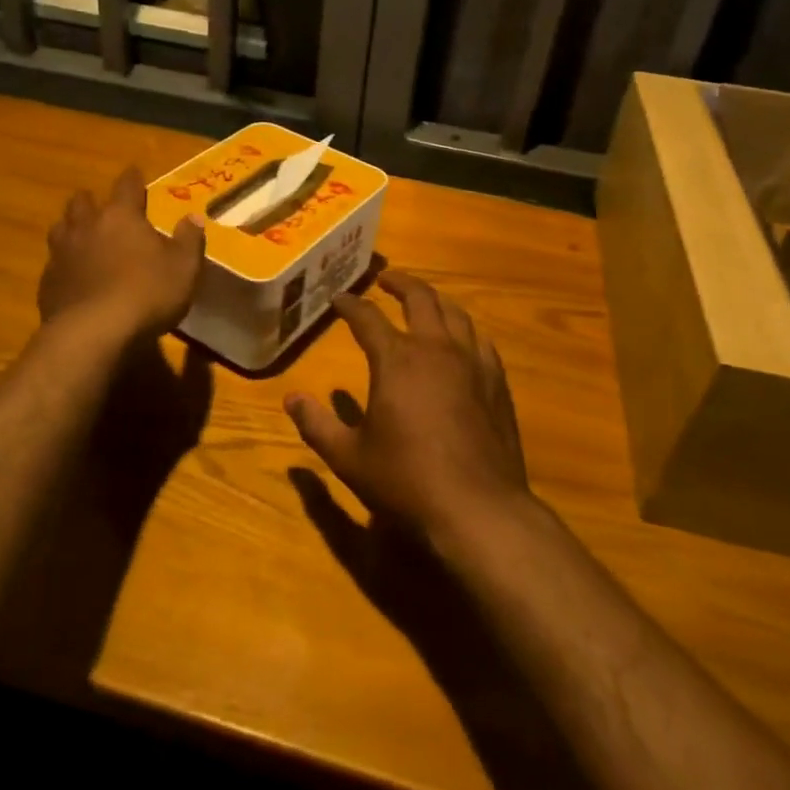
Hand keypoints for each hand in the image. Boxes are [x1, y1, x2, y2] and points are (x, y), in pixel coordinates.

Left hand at [39, 167, 205, 342]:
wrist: (92, 333)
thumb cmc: (147, 293)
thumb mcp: (184, 268)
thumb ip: (189, 240)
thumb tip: (194, 216)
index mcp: (121, 216)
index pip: (126, 185)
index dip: (132, 178)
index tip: (134, 173)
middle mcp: (87, 226)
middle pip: (83, 201)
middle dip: (93, 201)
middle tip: (103, 208)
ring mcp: (62, 254)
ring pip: (61, 228)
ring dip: (72, 228)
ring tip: (82, 236)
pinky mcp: (47, 282)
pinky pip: (54, 263)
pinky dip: (64, 264)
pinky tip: (73, 276)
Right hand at [285, 271, 530, 545]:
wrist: (478, 509)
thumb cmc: (406, 481)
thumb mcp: (348, 457)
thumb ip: (317, 425)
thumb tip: (291, 398)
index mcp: (396, 360)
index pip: (367, 318)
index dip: (349, 305)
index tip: (338, 299)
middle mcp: (435, 349)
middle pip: (420, 299)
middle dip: (400, 283)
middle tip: (385, 279)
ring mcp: (472, 363)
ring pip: (455, 313)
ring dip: (435, 300)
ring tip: (424, 300)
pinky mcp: (497, 383)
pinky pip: (480, 341)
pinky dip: (464, 330)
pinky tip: (462, 340)